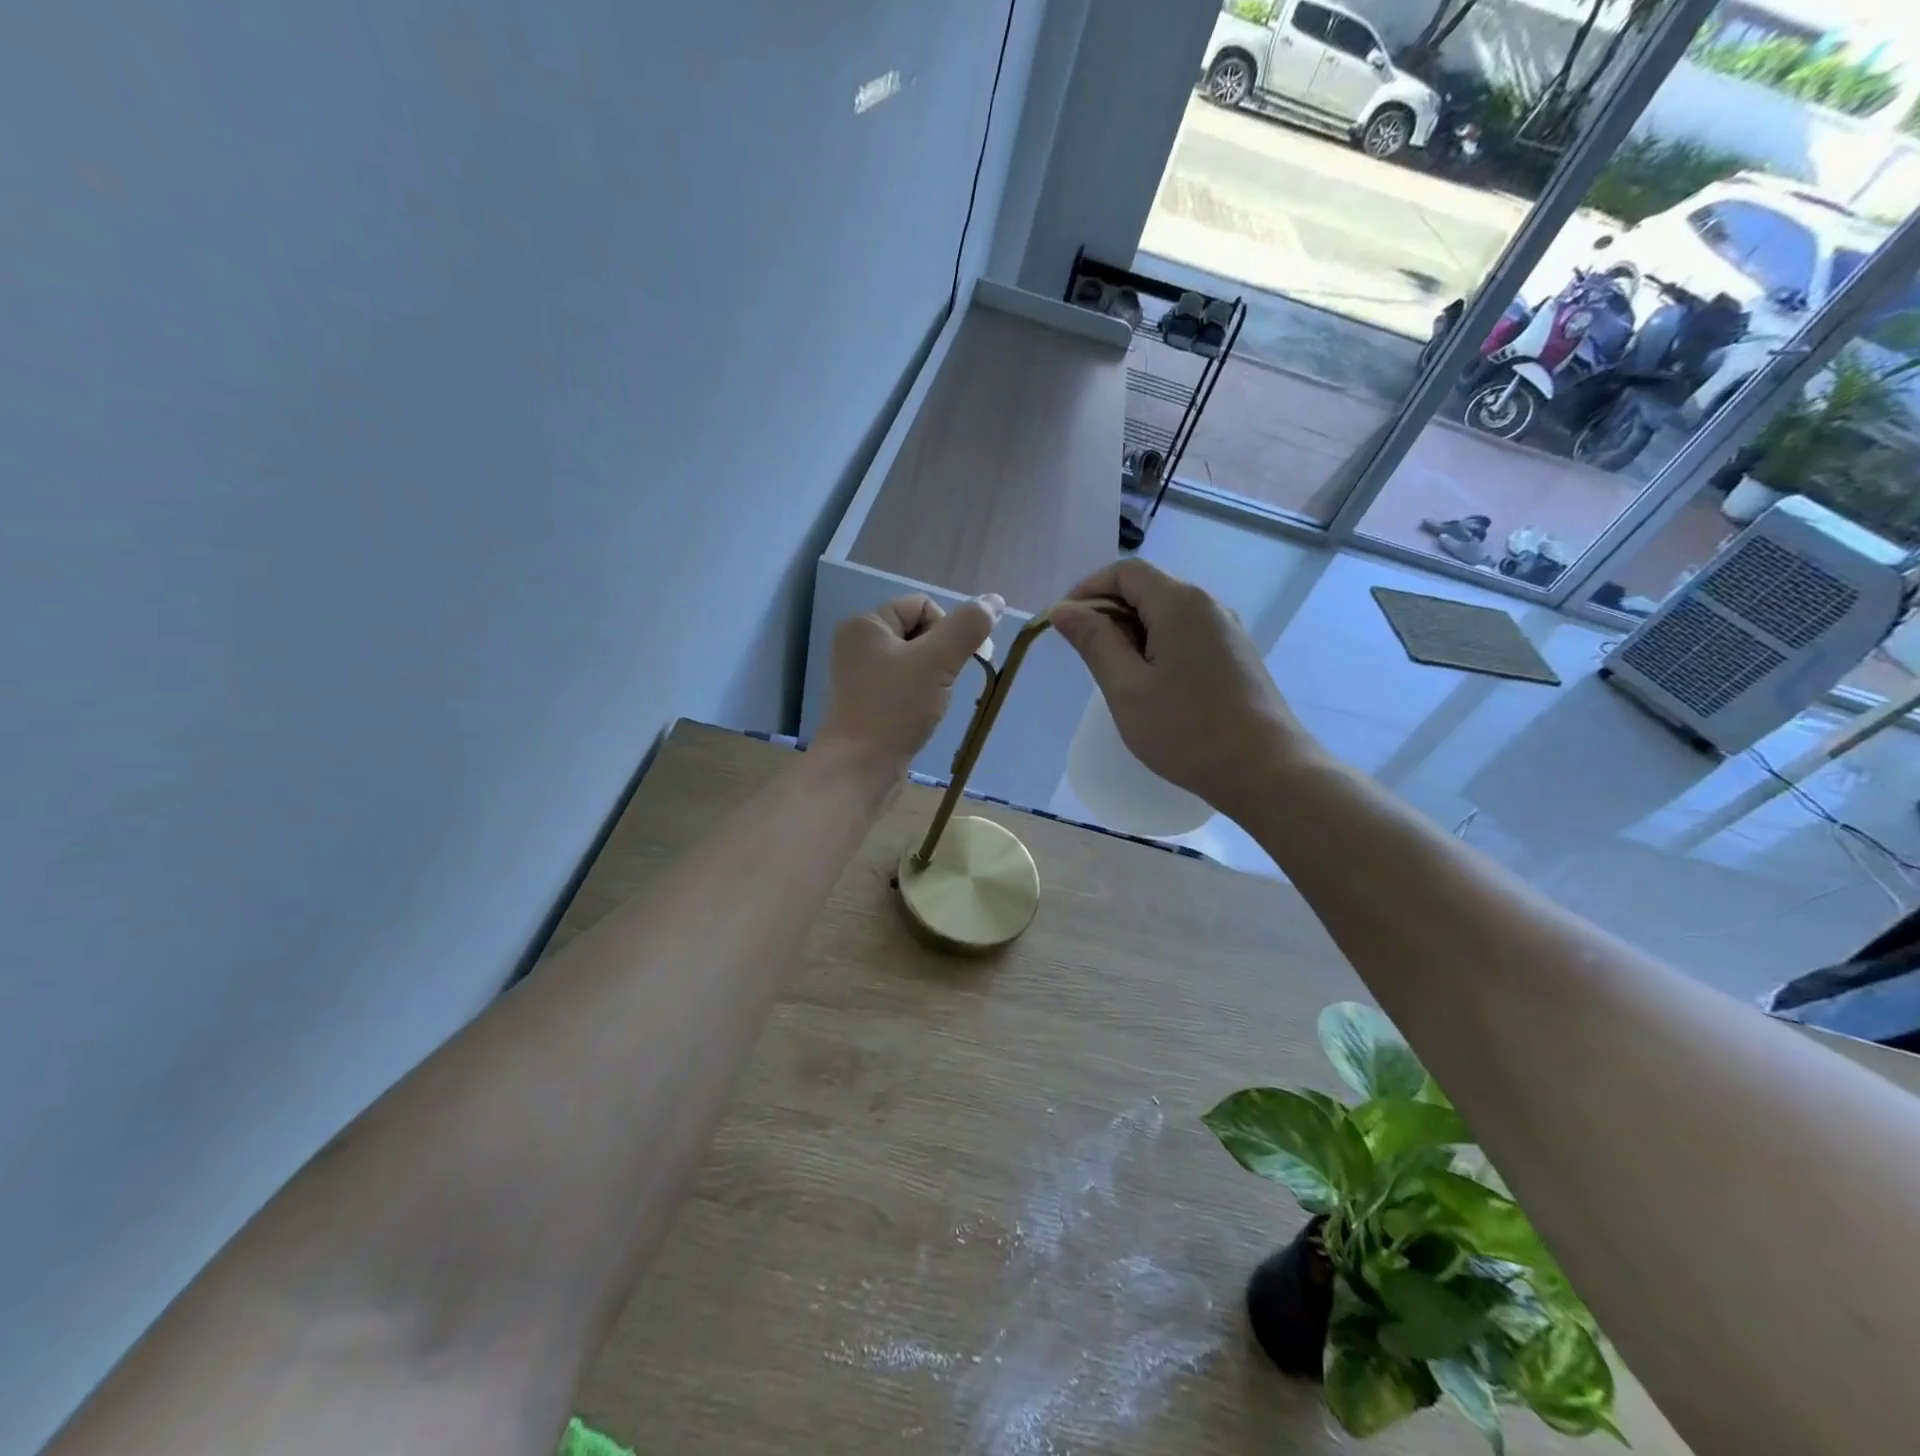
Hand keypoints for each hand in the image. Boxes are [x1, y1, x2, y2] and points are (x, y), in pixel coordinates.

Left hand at [816, 593, 1003, 776]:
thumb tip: (994, 601)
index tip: (947, 663)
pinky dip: (918, 697)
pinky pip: (904, 686)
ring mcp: (860, 675)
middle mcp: (858, 643)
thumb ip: (968, 627)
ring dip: (933, 679)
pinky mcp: (866, 703)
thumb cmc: (895, 708)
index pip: (923, 605)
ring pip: (915, 662)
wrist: (859, 768)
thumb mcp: (938, 660)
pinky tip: (918, 717)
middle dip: (940, 656)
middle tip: (939, 685)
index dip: (945, 630)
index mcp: (866, 623)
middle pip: (919, 632)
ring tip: (928, 704)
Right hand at [1051, 559, 1317, 814]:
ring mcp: (1226, 631)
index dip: (1088, 590)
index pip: (1126, 572)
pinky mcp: (1235, 656)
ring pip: (1167, 614)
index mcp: (1180, 603)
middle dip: (1108, 613)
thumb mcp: (1126, 687)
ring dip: (1132, 633)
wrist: (1266, 771)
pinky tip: (1151, 687)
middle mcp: (1207, 605)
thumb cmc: (1187, 730)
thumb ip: (1094, 642)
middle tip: (1086, 657)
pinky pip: (1186, 635)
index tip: (1064, 625)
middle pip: (1147, 589)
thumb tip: (1064, 610)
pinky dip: (1157, 647)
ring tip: (1116, 677)